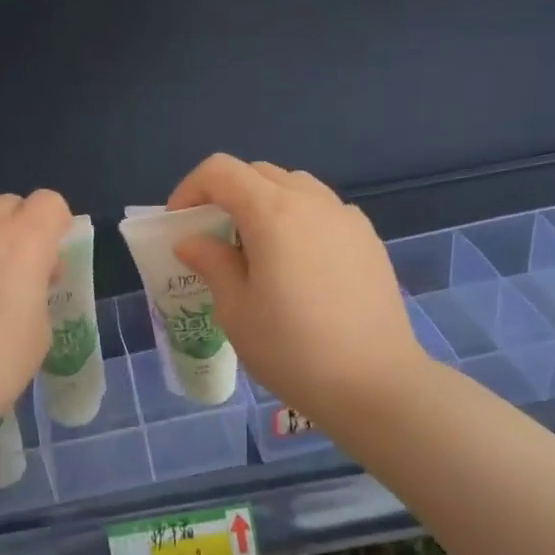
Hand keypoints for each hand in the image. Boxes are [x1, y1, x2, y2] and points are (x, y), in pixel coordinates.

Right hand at [167, 155, 426, 428]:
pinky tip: (299, 266)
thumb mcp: (236, 310)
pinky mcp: (369, 240)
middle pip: (259, 173)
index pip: (221, 171)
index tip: (179, 224)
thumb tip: (193, 242)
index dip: (190, 189)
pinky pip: (324, 212)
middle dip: (227, 195)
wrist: (375, 384)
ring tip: (257, 251)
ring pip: (295, 188)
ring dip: (265, 204)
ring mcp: (347, 217)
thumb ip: (212, 264)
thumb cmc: (292, 349)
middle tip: (213, 238)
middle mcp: (312, 201)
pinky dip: (299, 221)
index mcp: (272, 212)